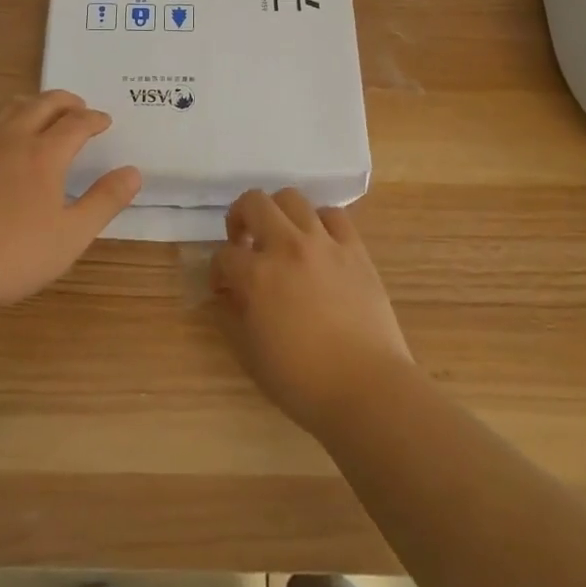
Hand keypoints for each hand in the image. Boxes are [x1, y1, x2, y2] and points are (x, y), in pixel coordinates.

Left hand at [0, 91, 140, 313]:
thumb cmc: (12, 255)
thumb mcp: (71, 236)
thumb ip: (105, 201)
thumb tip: (134, 172)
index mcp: (45, 156)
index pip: (76, 124)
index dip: (94, 119)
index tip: (104, 120)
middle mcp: (11, 139)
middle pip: (42, 105)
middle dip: (64, 101)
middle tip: (77, 105)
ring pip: (4, 108)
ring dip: (28, 102)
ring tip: (37, 107)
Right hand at [211, 189, 412, 433]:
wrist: (367, 388)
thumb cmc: (303, 381)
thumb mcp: (250, 355)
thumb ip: (230, 318)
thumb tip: (224, 296)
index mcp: (256, 275)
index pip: (223, 255)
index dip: (218, 271)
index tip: (223, 288)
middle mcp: (287, 247)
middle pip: (254, 202)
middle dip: (239, 217)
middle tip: (243, 242)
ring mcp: (324, 243)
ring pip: (292, 198)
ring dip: (278, 212)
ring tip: (280, 236)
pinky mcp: (355, 249)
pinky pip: (333, 215)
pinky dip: (319, 221)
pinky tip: (317, 241)